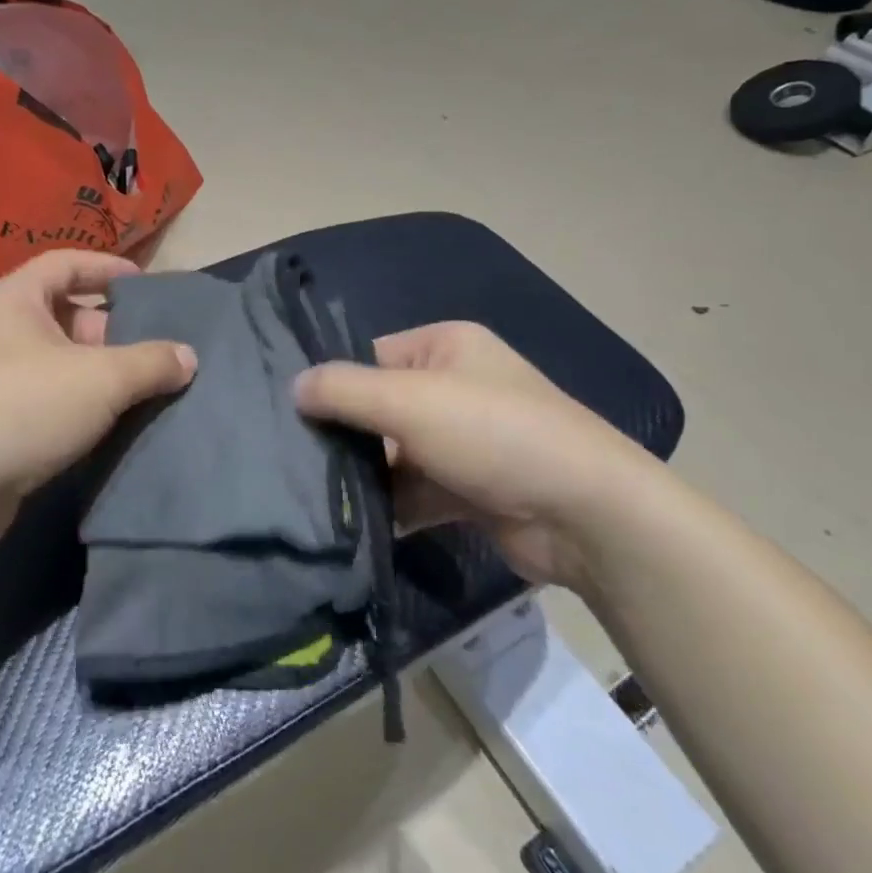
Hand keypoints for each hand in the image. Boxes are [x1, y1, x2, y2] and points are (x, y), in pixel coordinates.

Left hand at [0, 250, 196, 550]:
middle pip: (68, 316)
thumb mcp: (100, 377)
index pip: (66, 263)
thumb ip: (150, 363)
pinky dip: (82, 408)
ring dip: (102, 375)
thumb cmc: (23, 405)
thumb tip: (188, 357)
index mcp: (18, 299)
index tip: (146, 285)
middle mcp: (3, 332)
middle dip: (114, 331)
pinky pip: (51, 402)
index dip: (108, 267)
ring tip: (150, 389)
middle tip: (159, 349)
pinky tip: (115, 426)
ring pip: (62, 365)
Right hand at [294, 322, 665, 588]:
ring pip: (394, 454)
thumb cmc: (493, 433)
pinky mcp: (468, 489)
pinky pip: (414, 491)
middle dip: (344, 436)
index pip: (369, 356)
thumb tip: (292, 387)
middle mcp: (453, 386)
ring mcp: (463, 441)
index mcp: (444, 346)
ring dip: (363, 476)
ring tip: (308, 496)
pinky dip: (388, 506)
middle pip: (379, 407)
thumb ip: (344, 390)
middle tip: (291, 461)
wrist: (585, 514)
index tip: (286, 414)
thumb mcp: (409, 400)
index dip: (331, 383)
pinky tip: (348, 526)